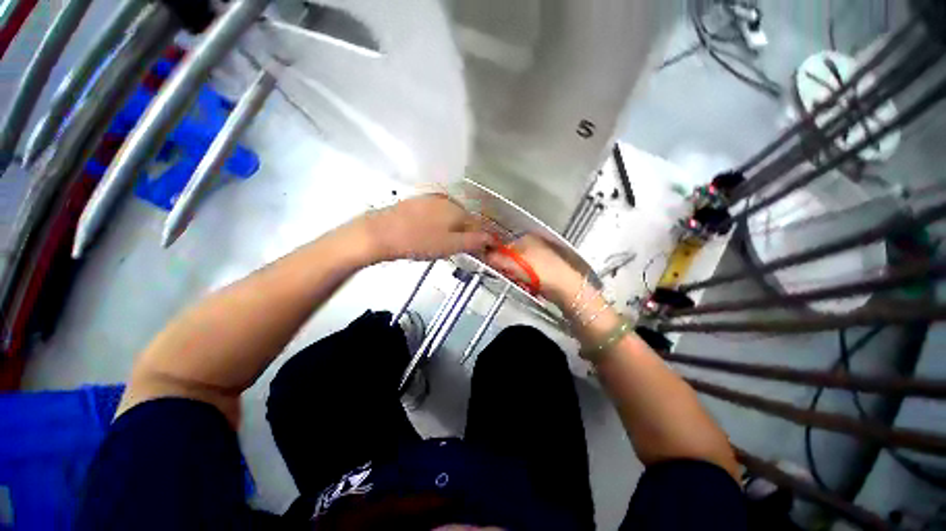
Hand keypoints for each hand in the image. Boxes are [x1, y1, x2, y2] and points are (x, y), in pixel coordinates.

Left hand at [359, 194, 491, 261]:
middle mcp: (446, 200)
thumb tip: (490, 239)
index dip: (481, 240)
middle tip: (457, 250)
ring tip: (441, 245)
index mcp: (457, 210)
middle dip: (465, 235)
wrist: (379, 233)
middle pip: (464, 220)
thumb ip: (473, 242)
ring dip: (452, 230)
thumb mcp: (450, 246)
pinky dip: (438, 225)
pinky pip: (435, 215)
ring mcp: (429, 199)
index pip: (478, 225)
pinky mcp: (415, 203)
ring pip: (449, 217)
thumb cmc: (418, 242)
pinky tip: (428, 235)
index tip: (480, 252)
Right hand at [482, 234, 584, 306]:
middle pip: (511, 257)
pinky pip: (527, 274)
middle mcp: (534, 244)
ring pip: (519, 267)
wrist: (565, 286)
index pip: (504, 245)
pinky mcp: (544, 269)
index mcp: (527, 238)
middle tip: (510, 277)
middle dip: (508, 269)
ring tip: (521, 283)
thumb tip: (485, 256)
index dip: (497, 257)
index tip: (495, 267)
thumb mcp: (514, 262)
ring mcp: (540, 257)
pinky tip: (529, 286)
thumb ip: (496, 258)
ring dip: (516, 276)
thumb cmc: (541, 270)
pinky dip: (525, 281)